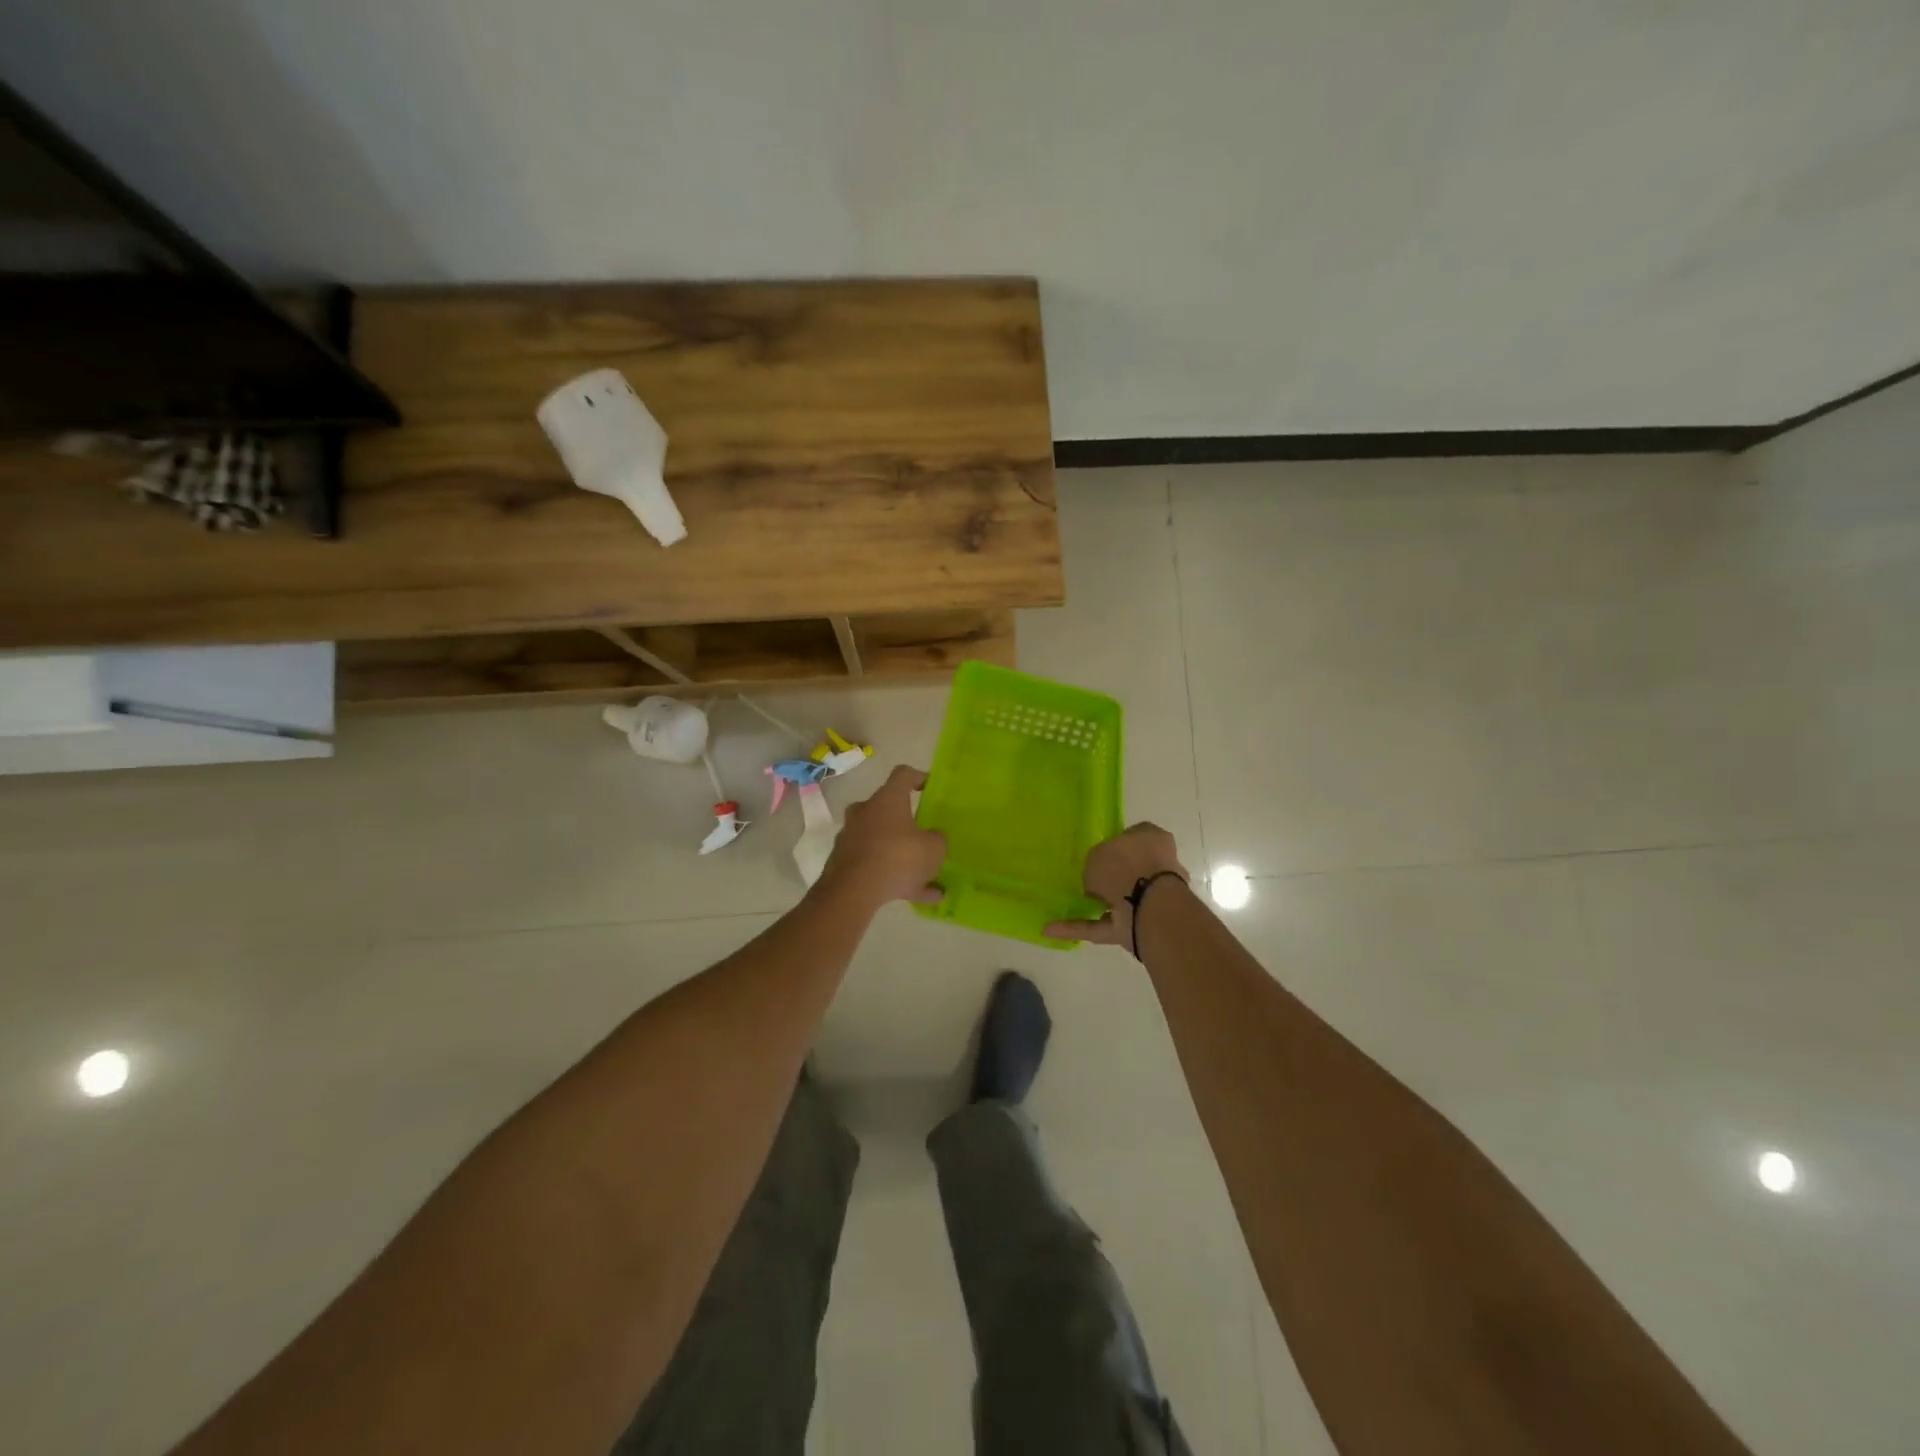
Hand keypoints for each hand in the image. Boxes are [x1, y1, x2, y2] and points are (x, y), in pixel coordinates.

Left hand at [819, 765, 946, 910]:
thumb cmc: (898, 858)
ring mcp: (851, 837)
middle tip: (925, 837)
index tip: (931, 789)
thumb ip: (937, 839)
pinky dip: (894, 878)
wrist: (852, 892)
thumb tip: (933, 837)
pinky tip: (918, 897)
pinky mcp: (844, 862)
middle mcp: (865, 811)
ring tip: (929, 879)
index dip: (919, 778)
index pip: (903, 775)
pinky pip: (876, 866)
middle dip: (908, 824)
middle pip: (889, 810)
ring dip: (904, 857)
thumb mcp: (934, 849)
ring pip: (883, 842)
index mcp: (887, 799)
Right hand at [1044, 822, 1186, 946]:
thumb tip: (1098, 875)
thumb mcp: (1098, 852)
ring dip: (1093, 907)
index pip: (1134, 836)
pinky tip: (1052, 929)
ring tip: (1061, 907)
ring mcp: (1150, 901)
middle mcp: (1157, 868)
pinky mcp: (1139, 927)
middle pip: (1129, 871)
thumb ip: (1096, 861)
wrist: (1149, 905)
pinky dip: (1080, 928)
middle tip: (1083, 881)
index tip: (1096, 853)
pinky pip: (1104, 926)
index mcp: (1153, 839)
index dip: (1115, 844)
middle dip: (1110, 879)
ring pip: (1117, 901)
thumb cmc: (1126, 865)